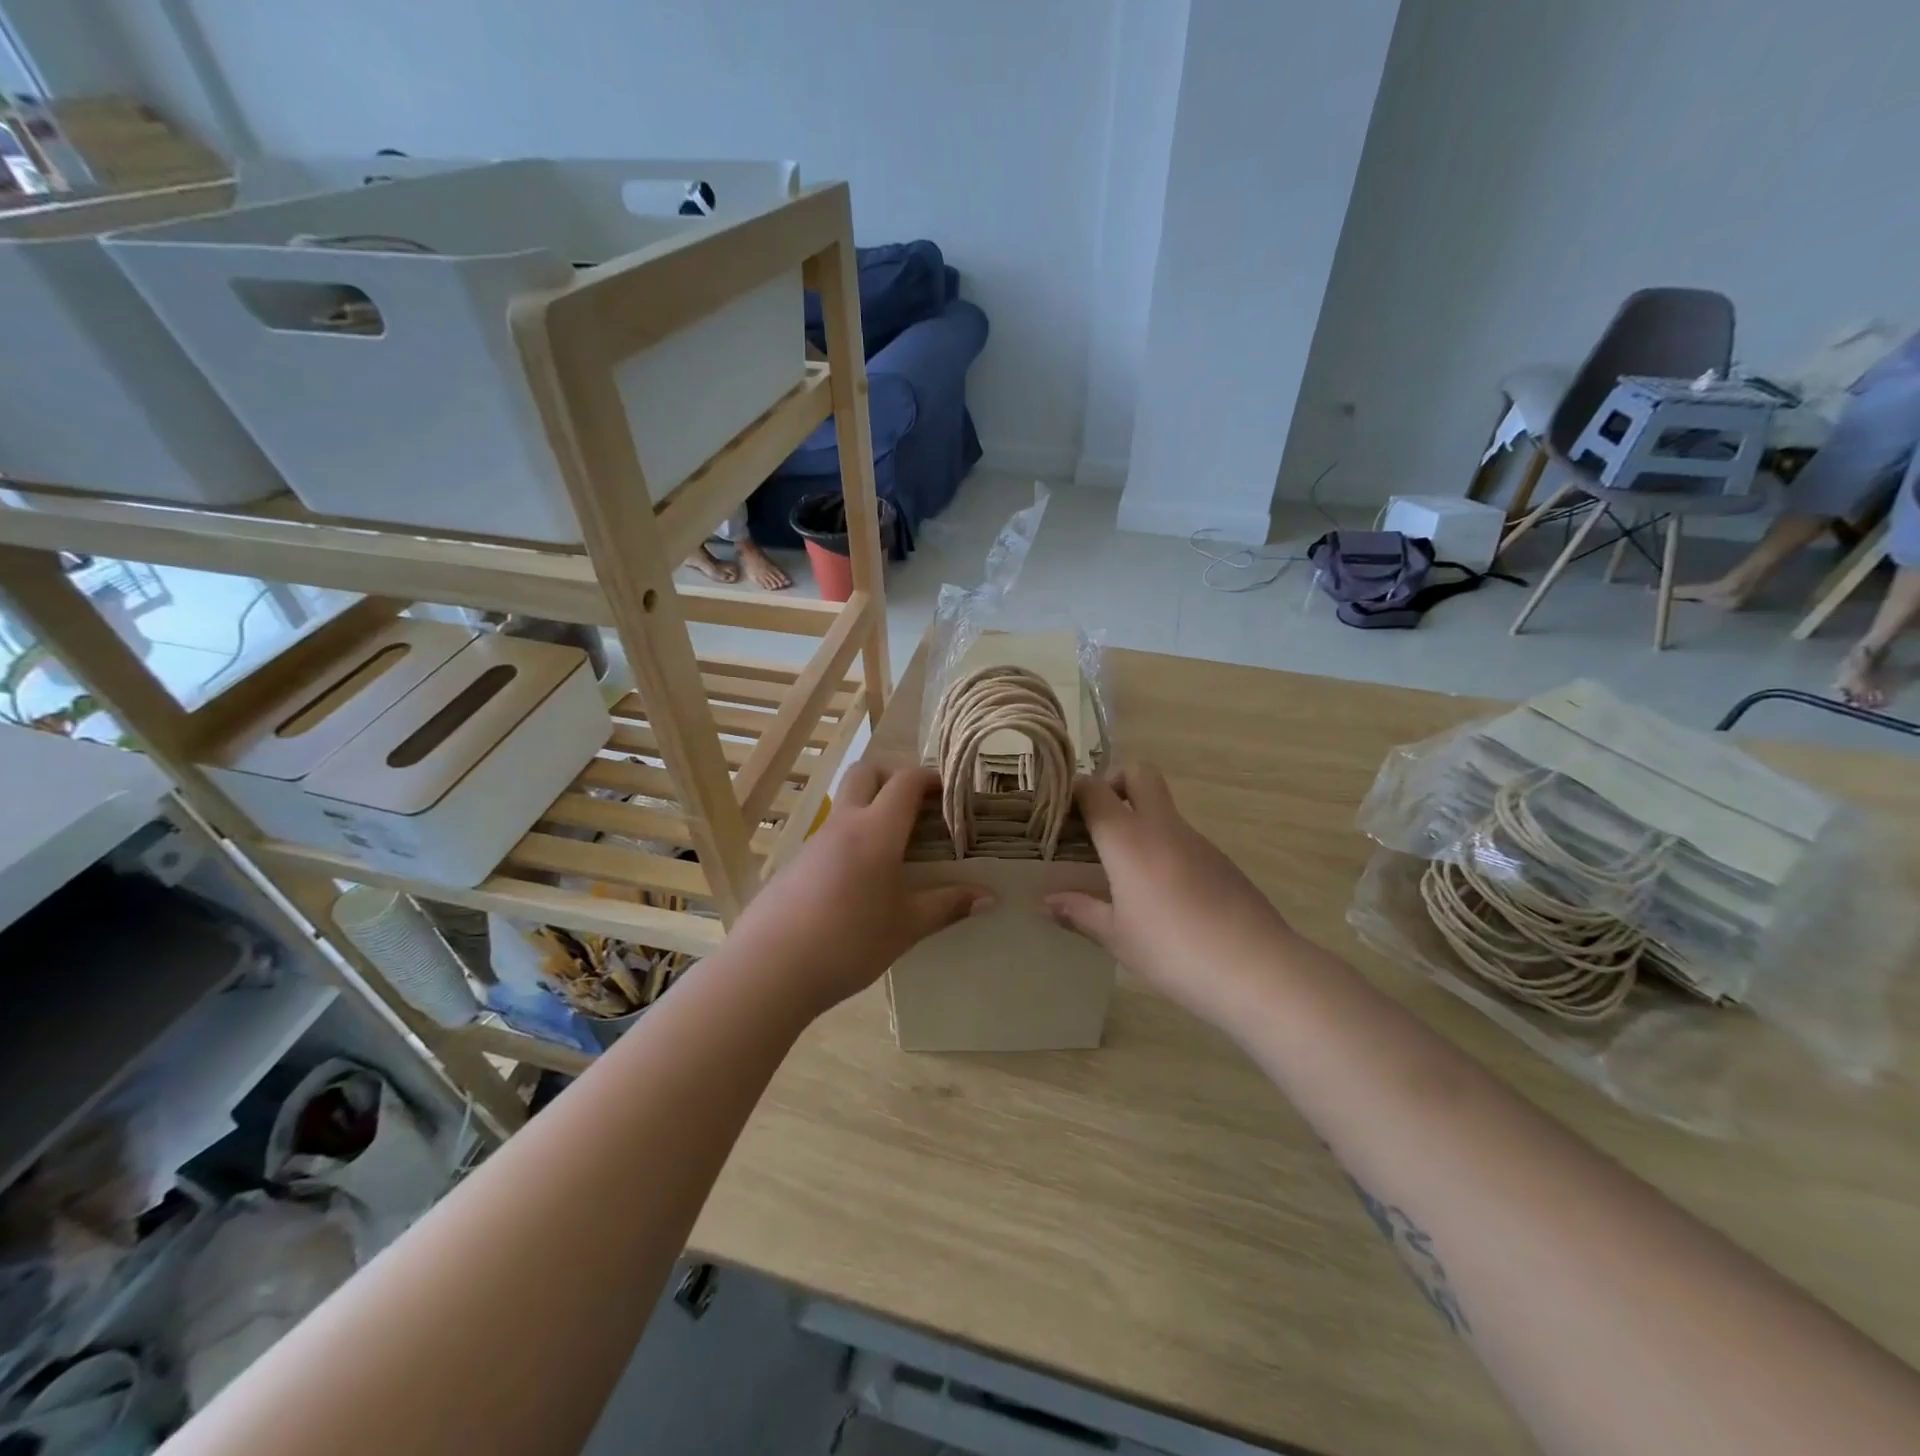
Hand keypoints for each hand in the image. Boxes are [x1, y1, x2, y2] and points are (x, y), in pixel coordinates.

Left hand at [728, 761, 990, 1019]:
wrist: (769, 969)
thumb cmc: (849, 942)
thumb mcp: (906, 926)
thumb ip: (948, 906)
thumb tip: (990, 897)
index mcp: (876, 830)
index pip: (906, 781)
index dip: (931, 777)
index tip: (951, 791)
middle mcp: (843, 824)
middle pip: (866, 773)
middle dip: (893, 777)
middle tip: (918, 807)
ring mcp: (814, 842)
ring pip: (844, 803)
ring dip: (870, 809)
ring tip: (895, 849)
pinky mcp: (794, 864)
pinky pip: (829, 835)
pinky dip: (851, 839)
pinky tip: (860, 881)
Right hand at [1046, 764, 1296, 1025]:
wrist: (1257, 969)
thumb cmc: (1173, 950)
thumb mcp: (1117, 937)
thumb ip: (1079, 912)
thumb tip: (1046, 901)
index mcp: (1128, 838)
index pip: (1094, 789)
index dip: (1072, 792)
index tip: (1060, 816)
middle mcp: (1162, 827)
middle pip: (1138, 772)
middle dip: (1114, 782)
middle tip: (1098, 823)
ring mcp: (1197, 840)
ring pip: (1162, 808)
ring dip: (1139, 821)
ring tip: (1123, 871)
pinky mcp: (1221, 860)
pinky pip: (1182, 838)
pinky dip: (1163, 848)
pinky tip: (1162, 895)